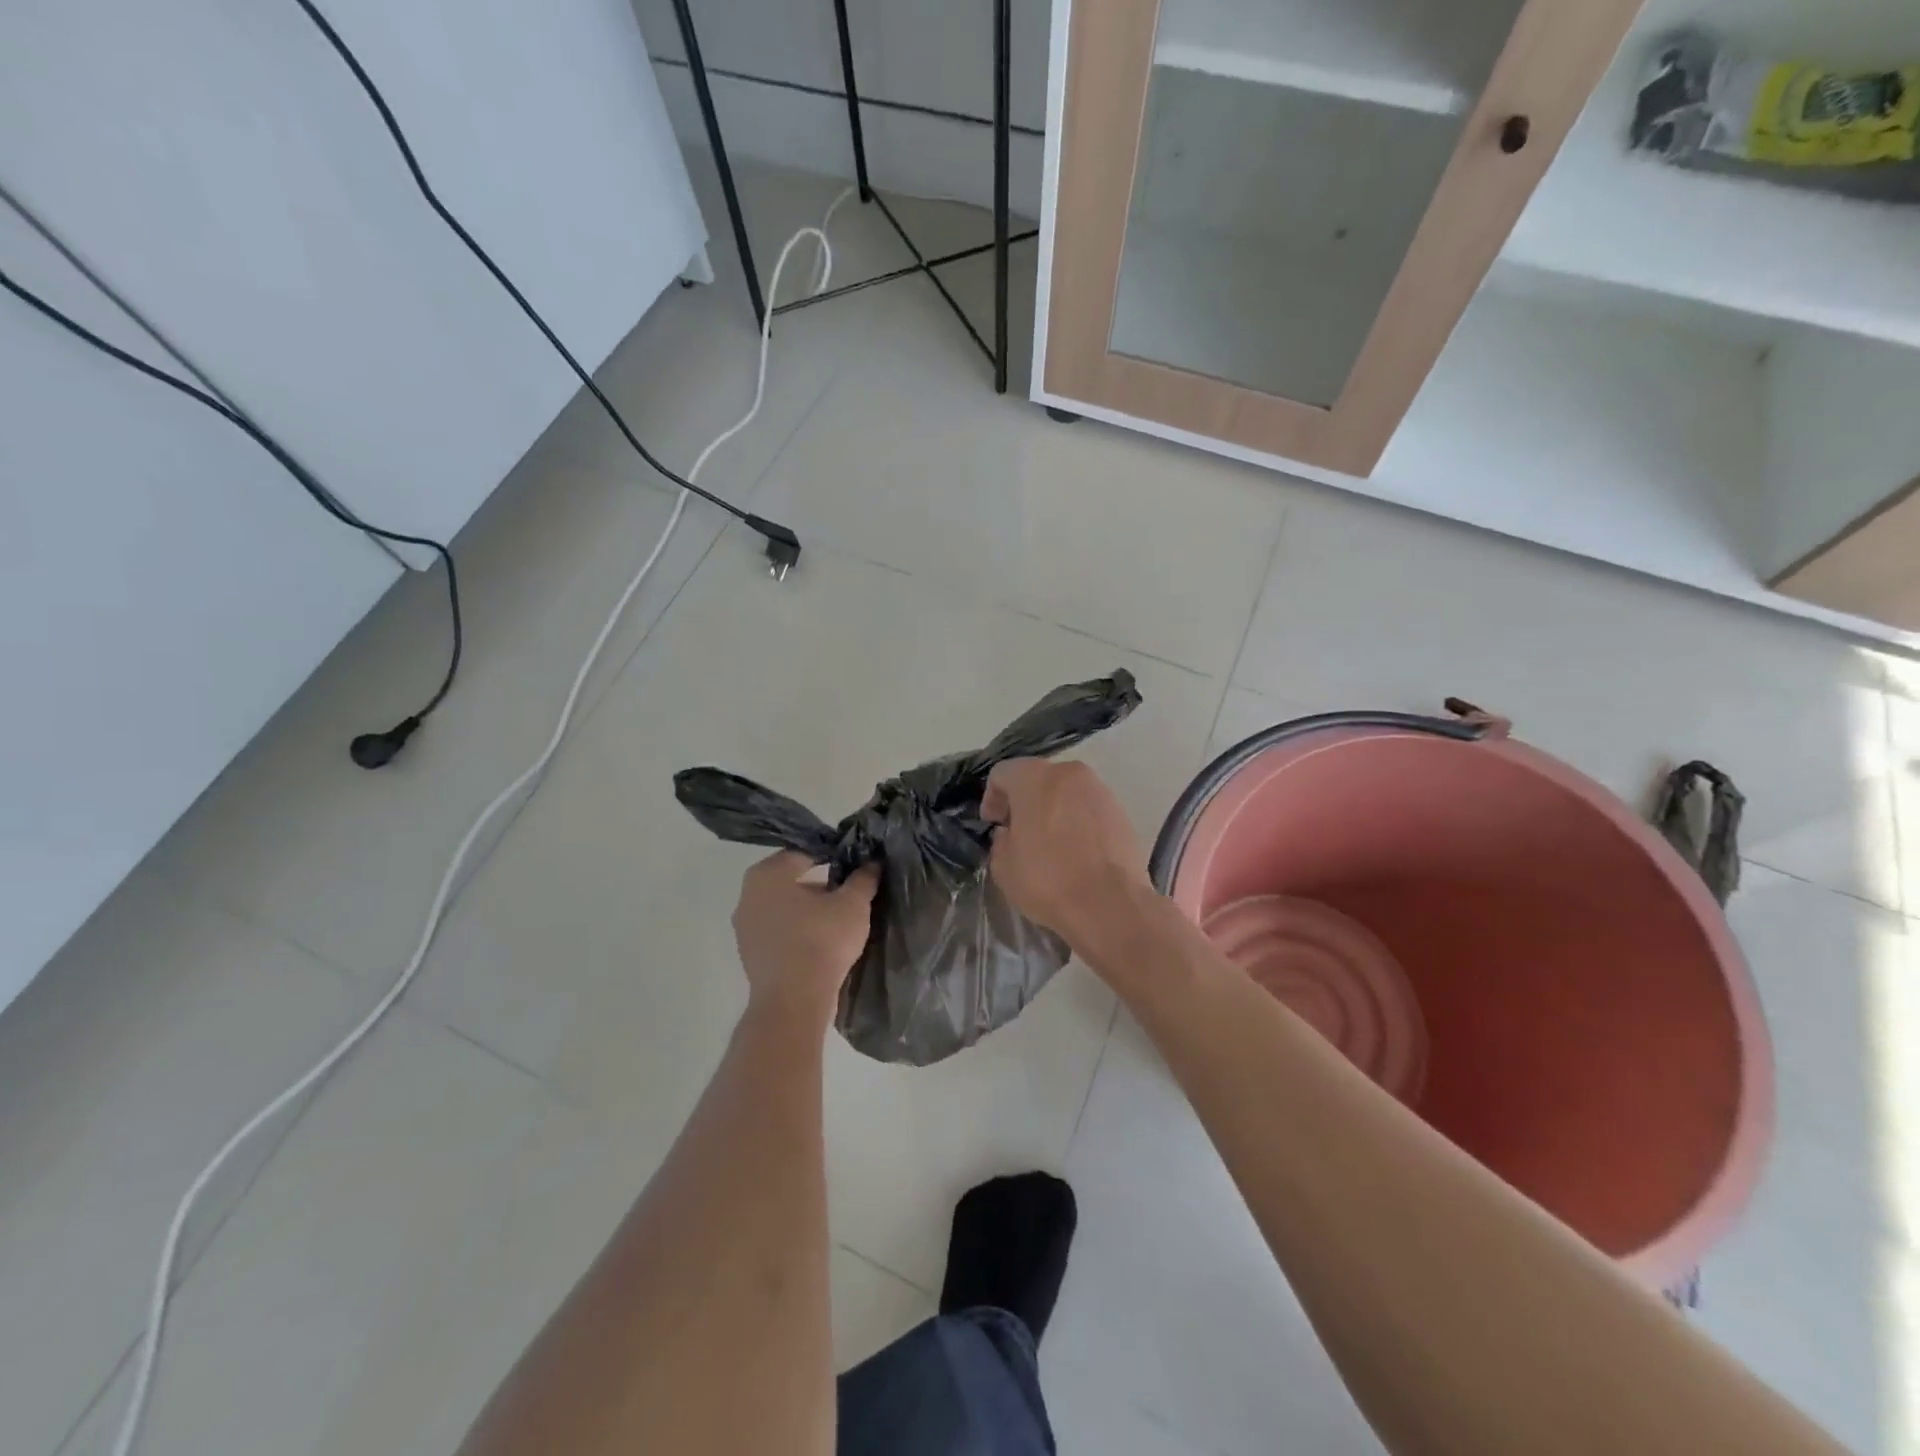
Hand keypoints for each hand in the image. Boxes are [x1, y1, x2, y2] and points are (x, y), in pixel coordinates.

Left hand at [732, 851, 877, 1029]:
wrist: (793, 1002)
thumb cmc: (821, 941)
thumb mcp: (853, 904)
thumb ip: (863, 878)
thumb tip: (872, 862)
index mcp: (767, 874)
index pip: (804, 853)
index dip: (833, 856)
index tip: (855, 866)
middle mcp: (748, 895)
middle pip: (792, 881)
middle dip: (821, 885)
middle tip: (850, 894)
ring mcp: (745, 927)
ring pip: (785, 908)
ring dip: (810, 910)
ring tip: (840, 920)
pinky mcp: (750, 955)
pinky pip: (779, 932)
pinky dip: (798, 932)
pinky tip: (822, 943)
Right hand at [982, 758, 1151, 952]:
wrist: (1110, 905)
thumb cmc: (1048, 881)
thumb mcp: (1003, 866)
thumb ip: (1001, 840)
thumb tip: (1011, 833)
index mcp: (1035, 778)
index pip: (1003, 773)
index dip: (992, 797)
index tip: (993, 824)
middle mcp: (1070, 774)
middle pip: (1038, 778)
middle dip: (1024, 801)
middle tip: (1018, 832)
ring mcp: (1100, 790)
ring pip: (1066, 792)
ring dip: (1053, 810)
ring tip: (1049, 843)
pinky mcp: (1121, 811)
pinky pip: (1088, 809)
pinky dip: (1077, 821)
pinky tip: (1075, 851)